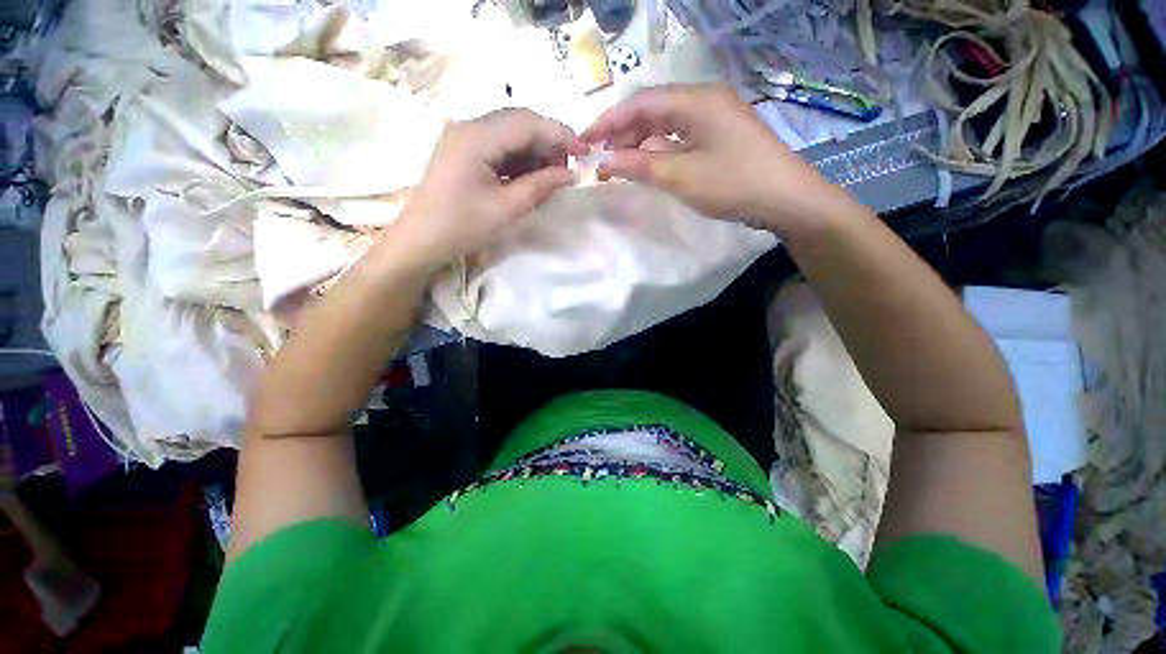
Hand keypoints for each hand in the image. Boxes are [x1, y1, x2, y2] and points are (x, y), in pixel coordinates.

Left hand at [392, 109, 585, 269]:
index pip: (528, 122)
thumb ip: (541, 186)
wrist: (420, 241)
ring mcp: (463, 138)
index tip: (585, 152)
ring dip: (534, 152)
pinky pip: (498, 147)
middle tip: (568, 169)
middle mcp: (469, 126)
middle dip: (548, 142)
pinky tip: (529, 178)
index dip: (560, 134)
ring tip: (551, 178)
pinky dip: (519, 160)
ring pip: (510, 134)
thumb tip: (570, 173)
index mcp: (477, 136)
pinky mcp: (463, 152)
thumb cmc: (462, 226)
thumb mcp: (507, 208)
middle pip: (519, 122)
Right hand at [582, 84, 846, 235]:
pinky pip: (680, 136)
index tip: (584, 141)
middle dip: (622, 132)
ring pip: (665, 123)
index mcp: (695, 100)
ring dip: (639, 141)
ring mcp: (714, 116)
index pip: (640, 103)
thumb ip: (639, 165)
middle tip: (599, 156)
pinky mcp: (719, 134)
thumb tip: (604, 160)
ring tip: (617, 162)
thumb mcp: (680, 177)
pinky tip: (646, 163)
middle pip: (652, 109)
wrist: (786, 199)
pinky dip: (659, 149)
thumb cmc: (732, 184)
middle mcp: (704, 99)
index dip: (608, 121)